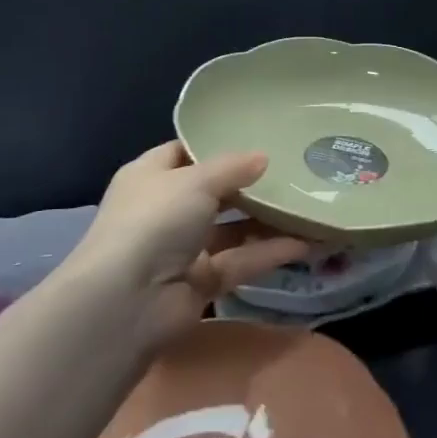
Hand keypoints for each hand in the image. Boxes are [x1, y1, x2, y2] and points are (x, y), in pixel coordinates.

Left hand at [73, 142, 310, 341]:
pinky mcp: (202, 282)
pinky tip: (307, 243)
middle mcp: (165, 210)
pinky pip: (240, 261)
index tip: (256, 136)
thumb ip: (232, 167)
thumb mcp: (195, 181)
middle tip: (293, 170)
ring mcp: (183, 249)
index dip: (215, 145)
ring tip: (308, 206)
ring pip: (232, 230)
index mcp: (150, 177)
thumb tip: (263, 157)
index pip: (184, 153)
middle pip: (214, 192)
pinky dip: (269, 253)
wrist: (128, 302)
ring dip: (266, 221)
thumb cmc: (155, 222)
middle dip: (250, 184)